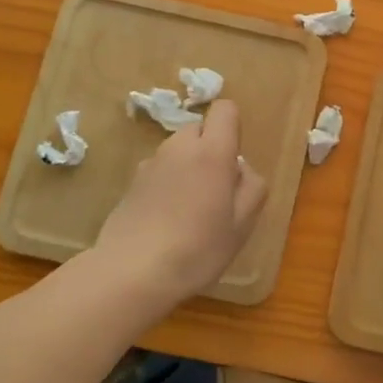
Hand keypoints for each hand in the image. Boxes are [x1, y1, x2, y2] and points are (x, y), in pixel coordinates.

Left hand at [93, 99, 267, 305]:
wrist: (133, 273)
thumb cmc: (198, 249)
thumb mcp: (242, 224)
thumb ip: (252, 187)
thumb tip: (241, 168)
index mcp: (211, 152)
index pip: (225, 109)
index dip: (233, 128)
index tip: (233, 162)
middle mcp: (178, 148)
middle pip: (199, 129)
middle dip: (210, 148)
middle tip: (215, 190)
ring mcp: (150, 164)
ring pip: (177, 150)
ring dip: (187, 166)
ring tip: (189, 209)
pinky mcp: (130, 183)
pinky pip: (158, 170)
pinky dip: (167, 183)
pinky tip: (166, 220)